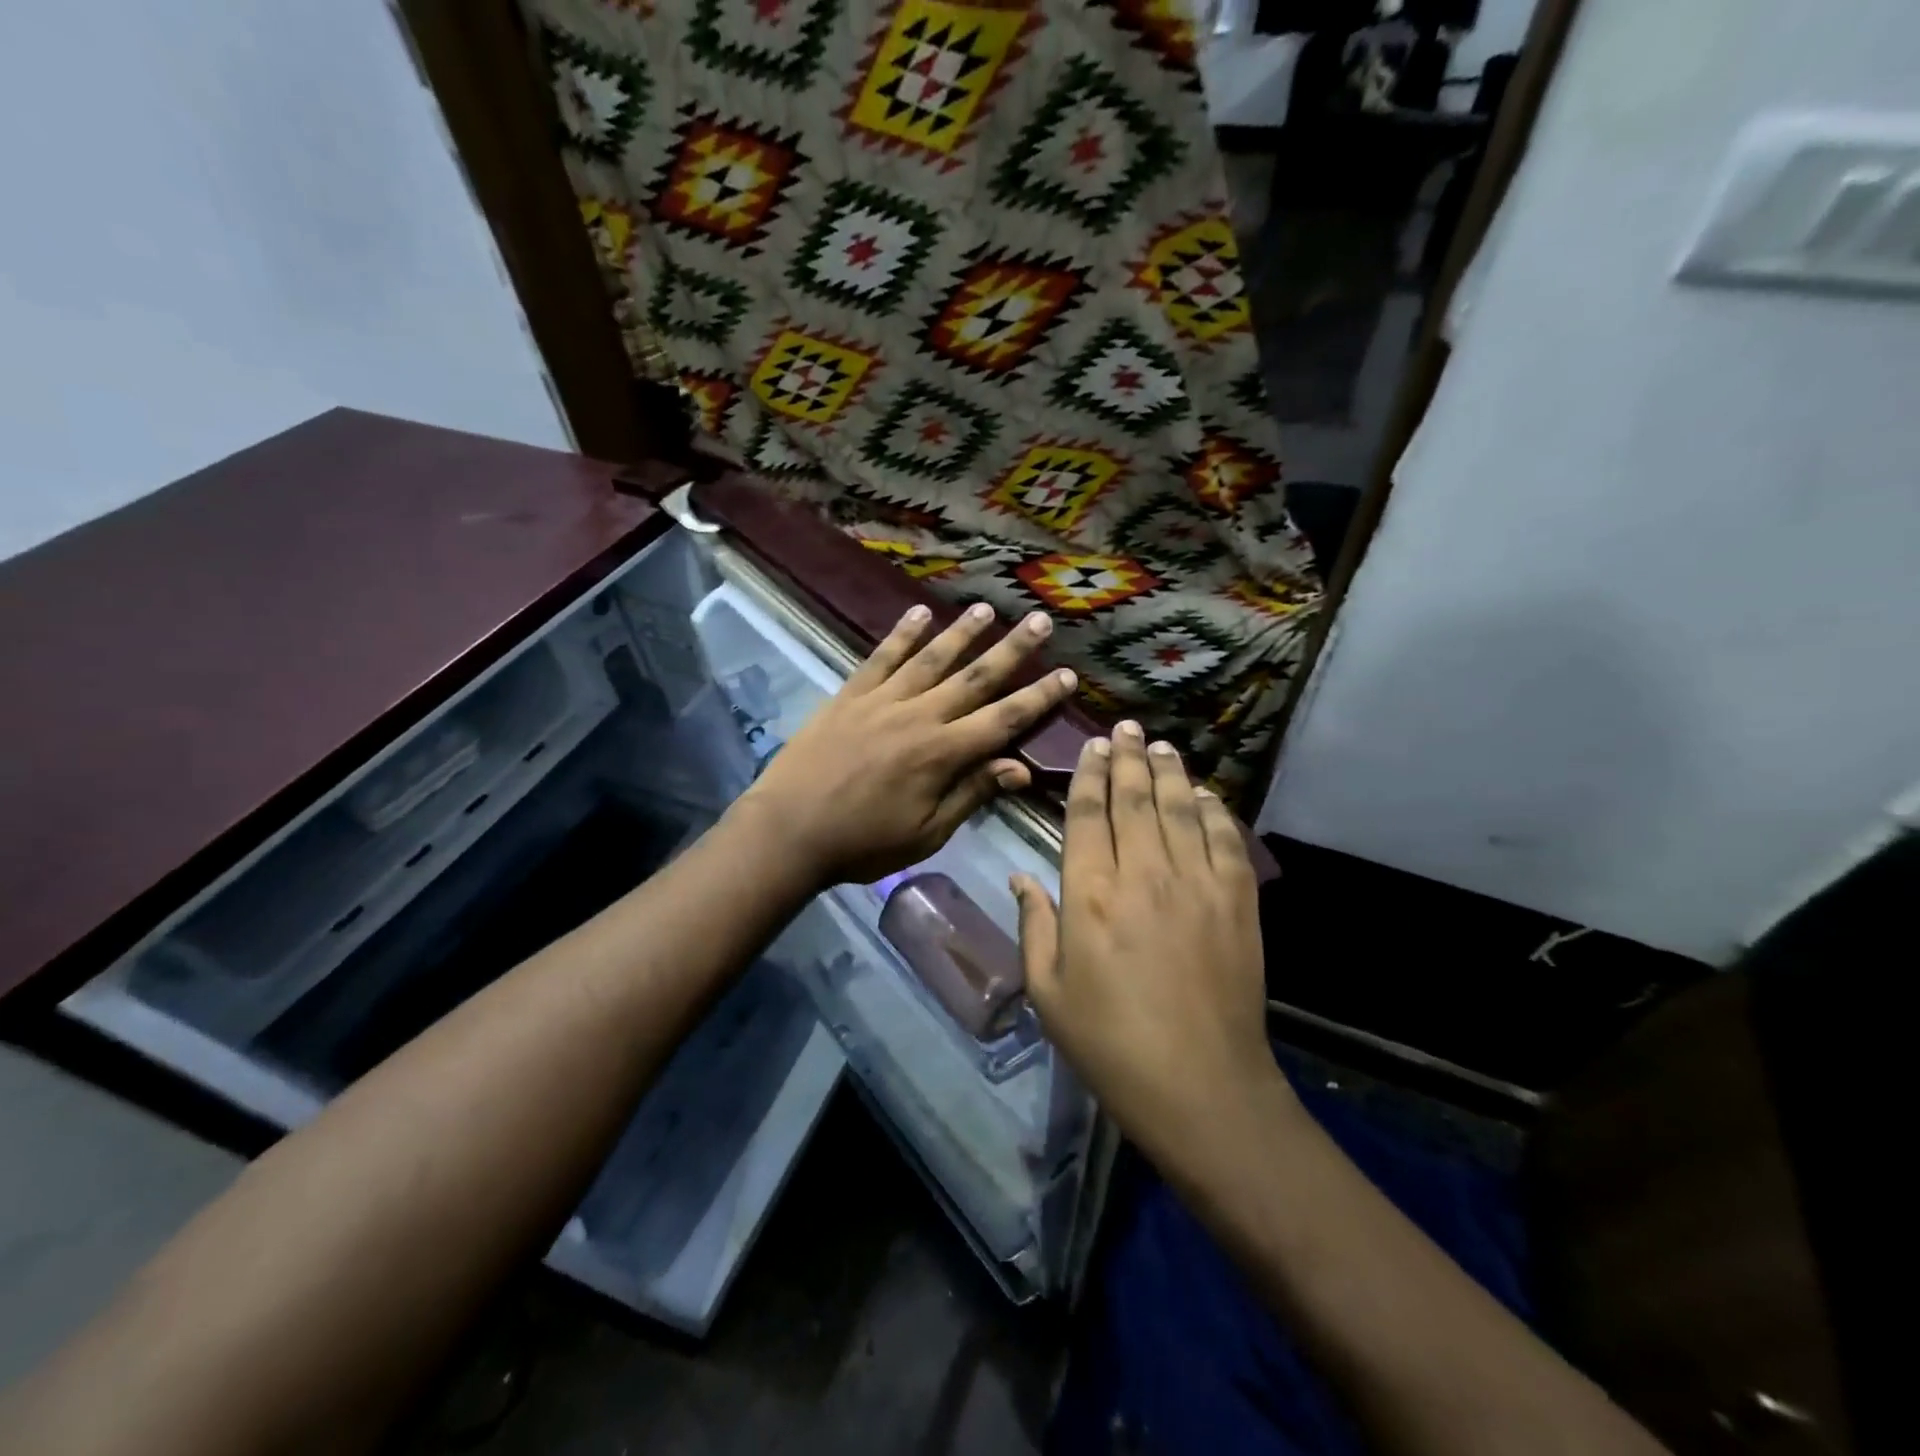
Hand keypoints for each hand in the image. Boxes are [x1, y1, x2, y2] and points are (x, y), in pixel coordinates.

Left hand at [736, 602, 1076, 887]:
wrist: (789, 830)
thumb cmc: (863, 843)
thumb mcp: (926, 833)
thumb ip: (972, 794)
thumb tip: (1020, 768)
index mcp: (943, 754)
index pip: (1004, 719)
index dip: (1039, 697)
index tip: (1067, 675)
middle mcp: (919, 716)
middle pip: (975, 677)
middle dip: (1012, 650)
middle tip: (1040, 622)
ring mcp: (882, 700)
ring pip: (932, 658)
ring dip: (962, 632)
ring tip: (987, 609)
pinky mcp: (850, 695)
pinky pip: (882, 657)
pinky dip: (902, 633)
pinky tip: (920, 613)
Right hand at [1012, 723, 1282, 1167]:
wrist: (1201, 1086)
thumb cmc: (1109, 1043)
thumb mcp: (1048, 992)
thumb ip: (1033, 925)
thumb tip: (1020, 876)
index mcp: (1090, 894)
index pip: (1087, 815)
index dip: (1088, 775)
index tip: (1091, 747)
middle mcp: (1143, 873)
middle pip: (1134, 798)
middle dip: (1127, 757)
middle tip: (1125, 727)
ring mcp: (1196, 882)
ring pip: (1179, 807)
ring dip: (1168, 771)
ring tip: (1160, 745)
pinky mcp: (1237, 899)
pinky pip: (1225, 837)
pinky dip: (1213, 809)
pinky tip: (1204, 794)